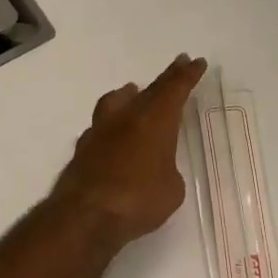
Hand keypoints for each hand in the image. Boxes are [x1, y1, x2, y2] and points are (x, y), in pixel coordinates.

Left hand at [52, 54, 207, 249]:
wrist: (86, 216)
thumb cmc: (138, 199)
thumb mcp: (171, 189)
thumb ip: (167, 171)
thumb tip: (156, 168)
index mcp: (154, 120)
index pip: (174, 89)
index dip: (186, 75)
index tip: (196, 62)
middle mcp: (125, 118)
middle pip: (148, 91)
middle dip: (165, 79)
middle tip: (177, 67)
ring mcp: (99, 132)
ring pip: (115, 102)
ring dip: (129, 96)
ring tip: (134, 93)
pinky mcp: (82, 150)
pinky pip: (100, 127)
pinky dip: (110, 125)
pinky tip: (112, 134)